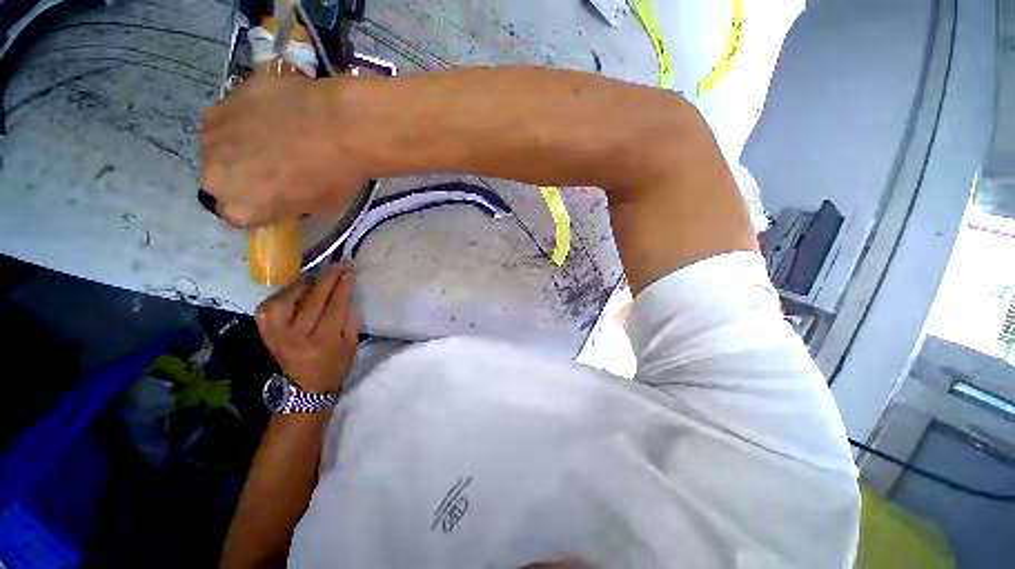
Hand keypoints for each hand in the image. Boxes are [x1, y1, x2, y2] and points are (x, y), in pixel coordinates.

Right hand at [201, 74, 367, 226]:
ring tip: (277, 138)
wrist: (341, 122)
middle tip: (279, 167)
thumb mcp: (322, 208)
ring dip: (243, 147)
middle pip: (225, 181)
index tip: (278, 197)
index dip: (261, 205)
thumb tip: (286, 199)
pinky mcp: (219, 101)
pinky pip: (229, 119)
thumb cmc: (337, 174)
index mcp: (242, 210)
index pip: (241, 215)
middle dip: (247, 177)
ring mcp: (212, 137)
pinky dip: (246, 120)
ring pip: (223, 148)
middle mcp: (216, 177)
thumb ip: (292, 207)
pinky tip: (274, 115)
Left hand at [255, 261, 360, 392]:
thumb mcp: (351, 344)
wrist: (306, 390)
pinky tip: (293, 293)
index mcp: (323, 341)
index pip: (334, 305)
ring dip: (301, 284)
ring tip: (314, 279)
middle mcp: (296, 337)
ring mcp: (276, 335)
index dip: (343, 285)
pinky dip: (280, 296)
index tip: (349, 268)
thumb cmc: (335, 366)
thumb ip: (349, 318)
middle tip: (338, 263)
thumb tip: (345, 292)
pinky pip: (266, 308)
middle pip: (312, 299)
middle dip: (327, 277)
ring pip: (284, 300)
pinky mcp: (265, 335)